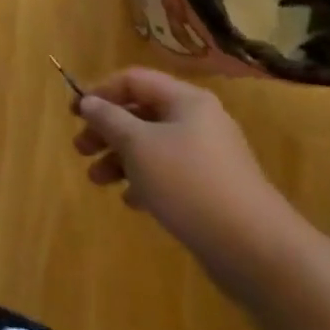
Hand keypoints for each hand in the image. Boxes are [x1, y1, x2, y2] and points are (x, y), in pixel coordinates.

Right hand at [71, 67, 306, 292]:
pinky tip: (130, 200)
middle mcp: (199, 121)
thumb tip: (89, 102)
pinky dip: (144, 180)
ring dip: (119, 158)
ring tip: (97, 180)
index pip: (133, 80)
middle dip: (106, 129)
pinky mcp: (212, 189)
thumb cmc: (189, 183)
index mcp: (186, 101)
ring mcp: (208, 156)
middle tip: (80, 149)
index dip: (100, 91)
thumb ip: (108, 119)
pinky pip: (168, 173)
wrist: (256, 249)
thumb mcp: (138, 145)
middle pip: (141, 113)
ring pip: (152, 145)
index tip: (74, 114)